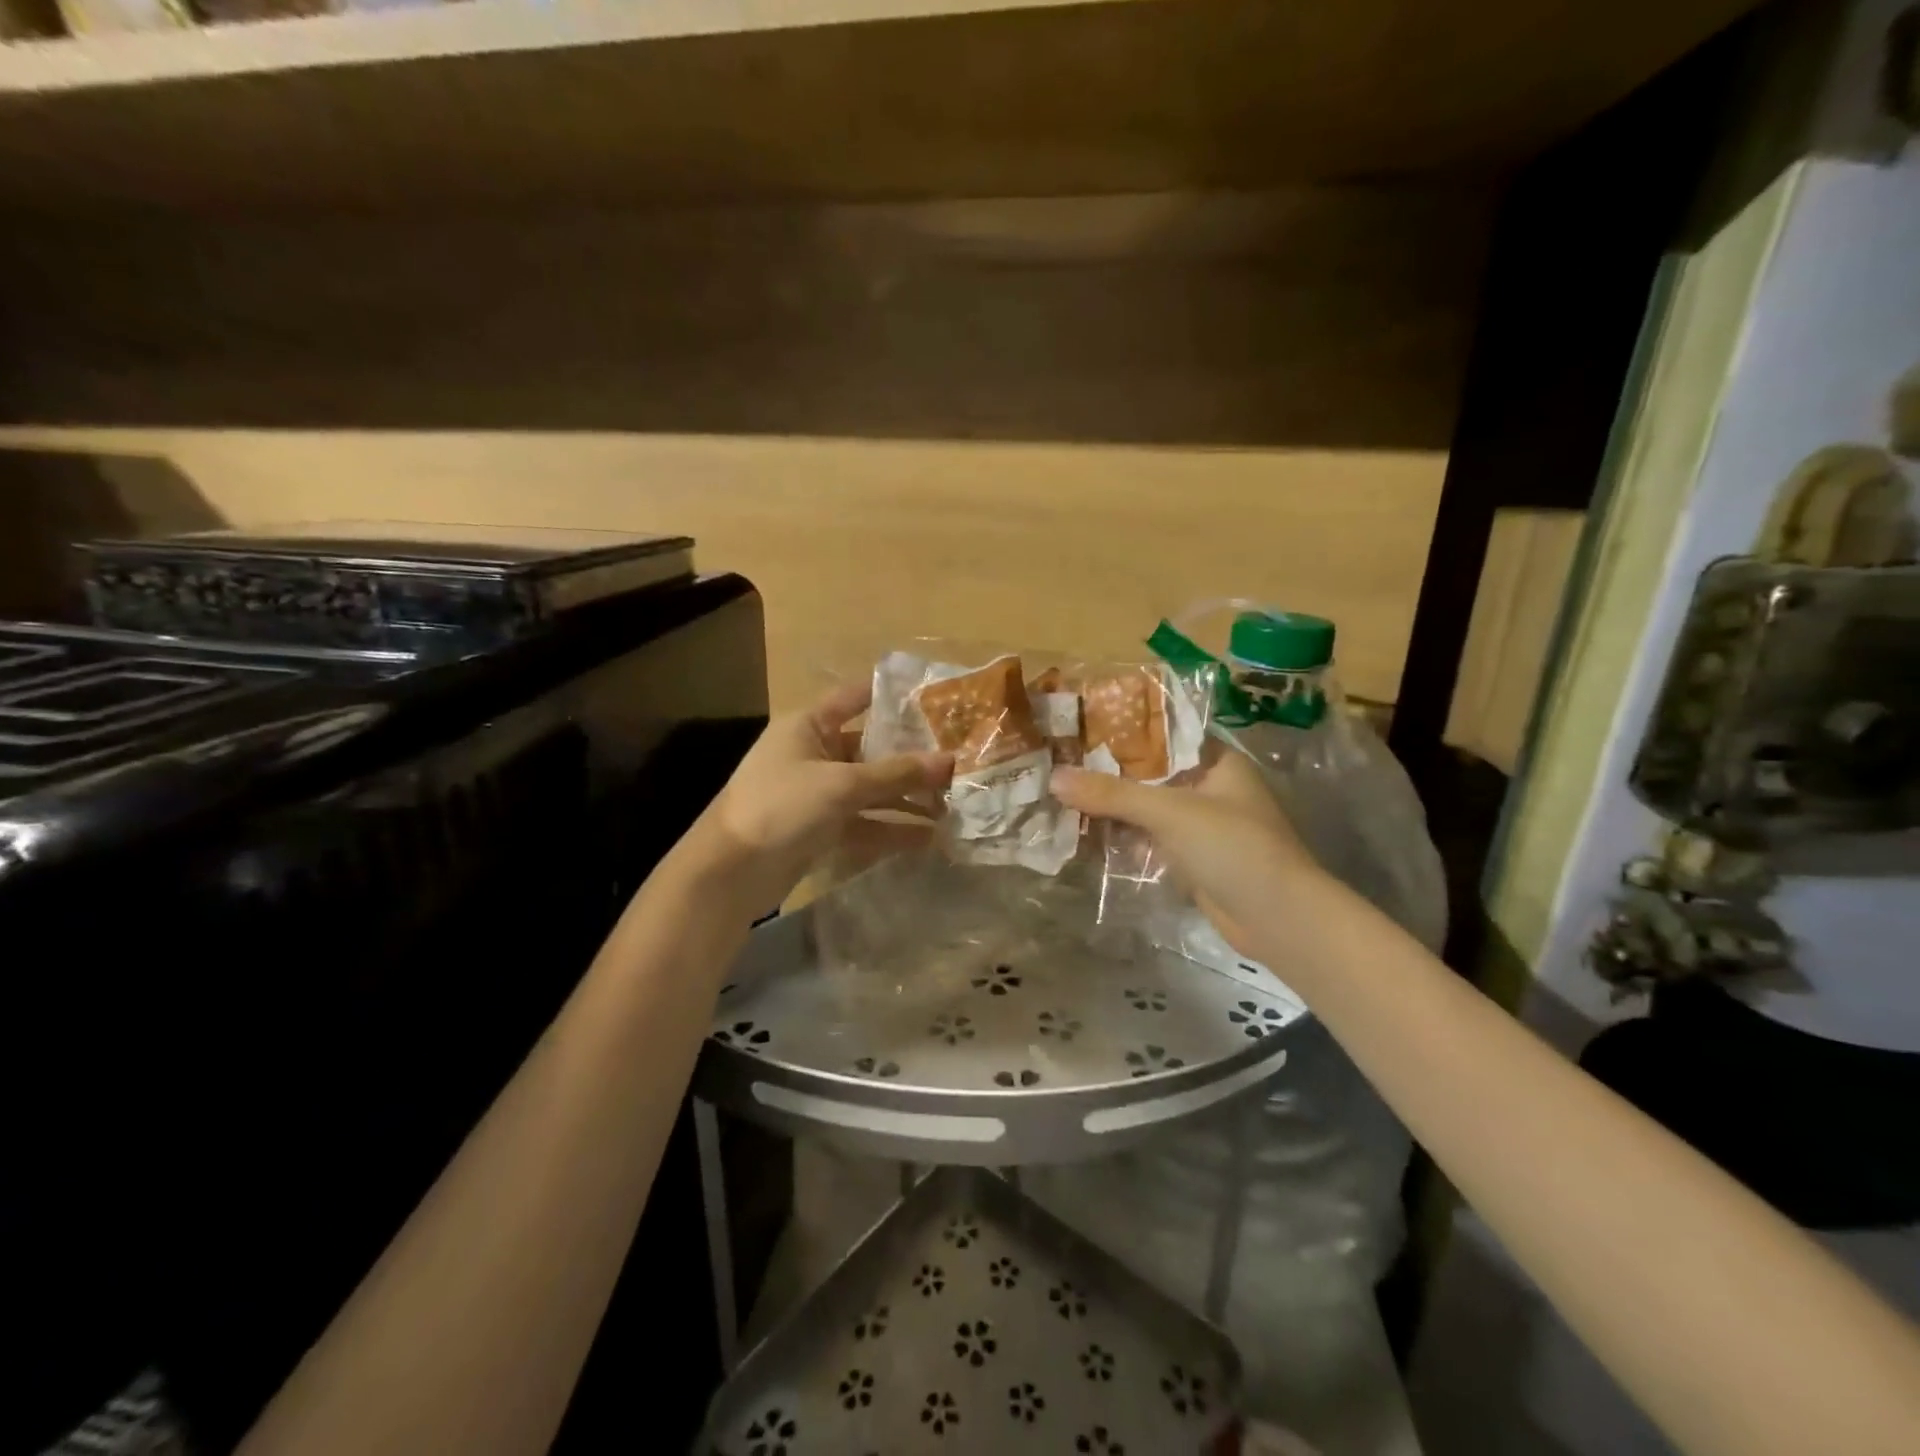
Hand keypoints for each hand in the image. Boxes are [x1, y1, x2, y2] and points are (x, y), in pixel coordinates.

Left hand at [699, 683, 952, 910]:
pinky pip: (865, 822)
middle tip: (959, 760)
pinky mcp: (822, 829)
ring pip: (871, 789)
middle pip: (872, 748)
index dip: (892, 696)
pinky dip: (892, 827)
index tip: (936, 697)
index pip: (856, 698)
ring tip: (952, 804)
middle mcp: (815, 754)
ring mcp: (818, 793)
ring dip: (907, 797)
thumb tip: (952, 761)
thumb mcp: (842, 784)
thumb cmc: (781, 807)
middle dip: (913, 757)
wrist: (730, 874)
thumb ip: (898, 773)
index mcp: (809, 726)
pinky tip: (928, 836)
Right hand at [1052, 746, 1321, 955]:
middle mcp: (1210, 788)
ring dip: (1112, 806)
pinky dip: (1122, 836)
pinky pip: (1149, 839)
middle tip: (1060, 760)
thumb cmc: (1234, 847)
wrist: (1280, 920)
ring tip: (1061, 792)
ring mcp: (1201, 826)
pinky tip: (1084, 831)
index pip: (1164, 735)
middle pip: (1150, 773)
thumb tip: (1054, 778)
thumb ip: (1113, 794)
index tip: (1080, 725)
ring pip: (1147, 808)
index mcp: (1217, 762)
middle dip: (1109, 772)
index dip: (1123, 730)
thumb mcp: (1171, 812)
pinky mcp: (1192, 859)